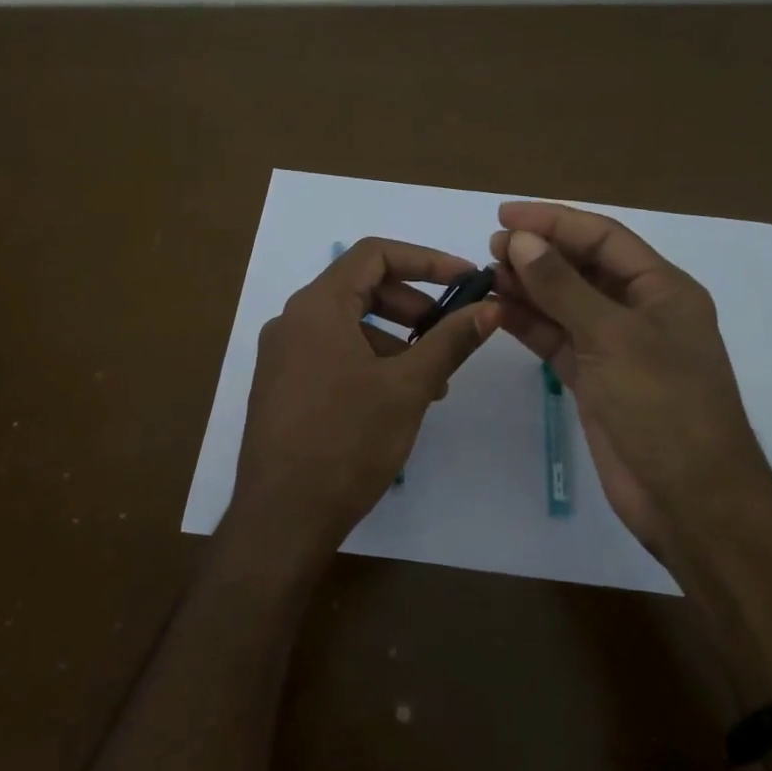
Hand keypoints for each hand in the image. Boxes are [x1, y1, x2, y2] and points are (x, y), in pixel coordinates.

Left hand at [226, 237, 498, 576]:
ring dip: (395, 340)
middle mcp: (292, 321)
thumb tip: (490, 308)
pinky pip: (331, 355)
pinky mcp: (281, 387)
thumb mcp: (408, 387)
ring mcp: (281, 356)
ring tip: (431, 381)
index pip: (374, 254)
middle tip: (449, 333)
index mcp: (317, 306)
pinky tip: (396, 401)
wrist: (282, 516)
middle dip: (413, 305)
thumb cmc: (347, 441)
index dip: (426, 260)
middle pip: (361, 288)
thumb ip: (450, 341)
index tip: (465, 282)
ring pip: (348, 326)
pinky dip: (369, 362)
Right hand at [490, 202, 771, 566]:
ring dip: (529, 289)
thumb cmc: (662, 405)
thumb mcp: (613, 337)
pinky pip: (557, 341)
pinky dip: (529, 326)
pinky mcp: (595, 381)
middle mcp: (640, 312)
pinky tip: (497, 312)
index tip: (505, 216)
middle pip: (583, 268)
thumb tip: (522, 241)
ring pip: (566, 305)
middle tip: (491, 249)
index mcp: (662, 289)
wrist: (688, 497)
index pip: (603, 238)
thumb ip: (563, 287)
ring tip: (487, 276)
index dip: (555, 221)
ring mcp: (616, 349)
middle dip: (539, 254)